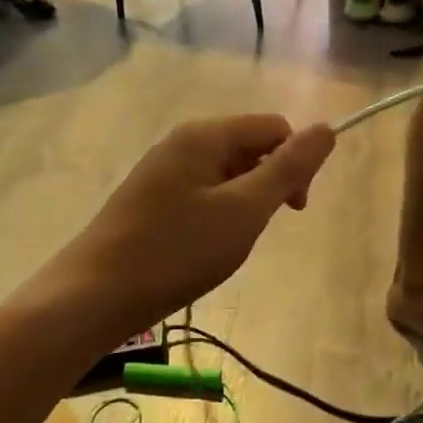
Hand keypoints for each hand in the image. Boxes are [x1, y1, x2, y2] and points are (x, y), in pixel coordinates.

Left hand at [46, 114, 336, 329]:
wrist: (94, 295)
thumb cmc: (176, 252)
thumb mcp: (243, 211)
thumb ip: (288, 169)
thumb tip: (327, 128)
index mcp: (205, 135)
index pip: (274, 127)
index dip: (295, 163)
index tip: (292, 211)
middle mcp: (181, 142)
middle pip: (249, 146)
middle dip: (267, 185)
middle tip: (254, 232)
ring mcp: (161, 171)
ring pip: (226, 175)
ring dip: (242, 205)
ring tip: (225, 246)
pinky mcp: (149, 199)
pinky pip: (201, 194)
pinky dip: (216, 217)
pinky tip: (202, 249)